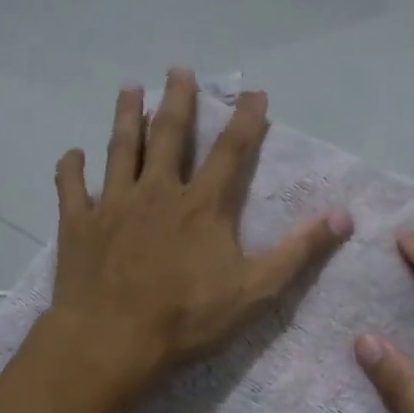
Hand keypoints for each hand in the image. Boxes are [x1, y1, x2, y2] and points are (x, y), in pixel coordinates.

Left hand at [46, 69, 352, 391]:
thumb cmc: (187, 319)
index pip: (231, 151)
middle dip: (177, 100)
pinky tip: (72, 155)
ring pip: (120, 149)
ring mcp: (112, 204)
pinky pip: (70, 188)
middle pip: (169, 135)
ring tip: (129, 88)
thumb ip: (298, 251)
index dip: (246, 119)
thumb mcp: (256, 290)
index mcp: (202, 205)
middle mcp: (157, 191)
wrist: (112, 342)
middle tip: (178, 70)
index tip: (254, 92)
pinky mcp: (78, 225)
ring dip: (125, 117)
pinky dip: (70, 168)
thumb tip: (343, 216)